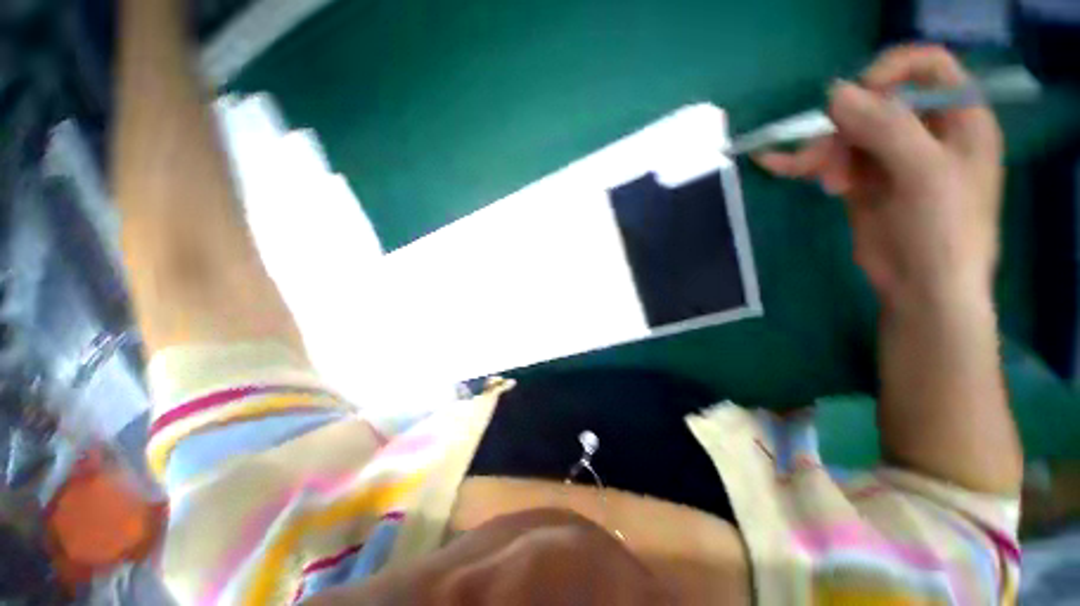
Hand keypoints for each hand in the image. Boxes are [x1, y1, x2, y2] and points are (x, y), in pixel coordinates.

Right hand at [756, 45, 1003, 309]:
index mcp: (958, 118)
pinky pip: (831, 159)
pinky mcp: (862, 180)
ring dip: (823, 152)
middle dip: (845, 126)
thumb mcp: (925, 173)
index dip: (890, 73)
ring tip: (823, 183)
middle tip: (826, 158)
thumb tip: (834, 93)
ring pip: (846, 133)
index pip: (925, 68)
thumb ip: (886, 127)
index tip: (859, 99)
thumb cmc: (943, 231)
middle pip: (876, 104)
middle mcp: (925, 130)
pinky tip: (774, 164)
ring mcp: (891, 156)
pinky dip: (804, 162)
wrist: (921, 287)